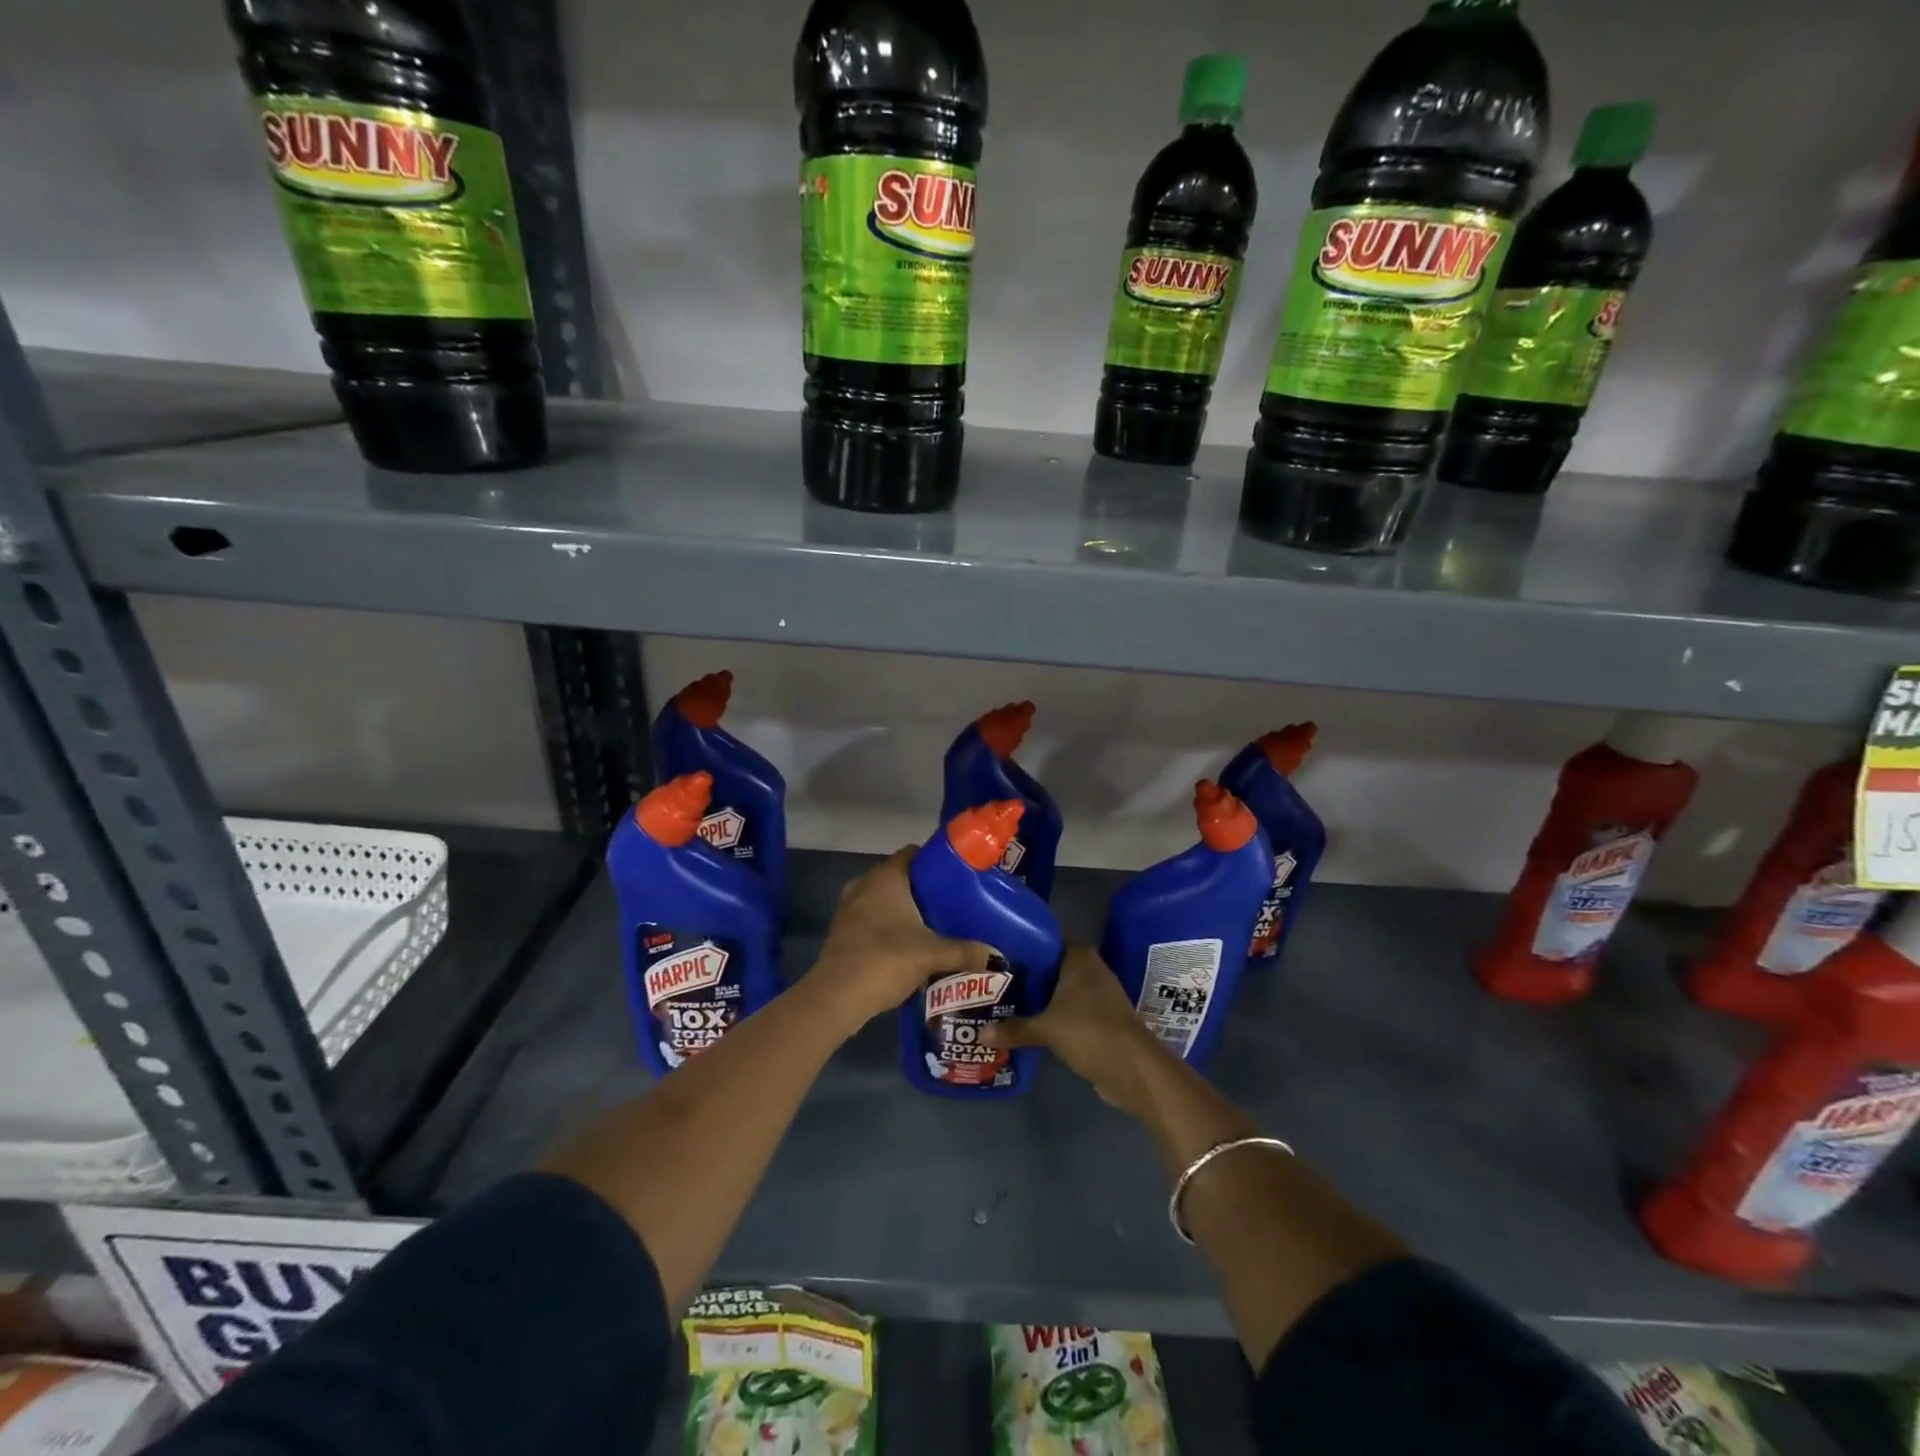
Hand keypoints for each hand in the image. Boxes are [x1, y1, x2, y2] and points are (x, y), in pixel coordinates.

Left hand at [805, 847, 985, 1035]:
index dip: (934, 861)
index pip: (912, 853)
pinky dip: (888, 927)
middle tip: (950, 903)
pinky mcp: (842, 931)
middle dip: (922, 889)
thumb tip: (996, 955)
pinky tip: (908, 945)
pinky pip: (872, 919)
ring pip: (883, 900)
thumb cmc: (886, 959)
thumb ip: (965, 952)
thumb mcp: (932, 955)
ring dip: (904, 910)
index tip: (956, 876)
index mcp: (886, 877)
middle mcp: (864, 884)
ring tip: (932, 925)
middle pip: (899, 877)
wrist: (837, 996)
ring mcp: (849, 908)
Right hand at [985, 944, 1168, 1117]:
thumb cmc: (1090, 1032)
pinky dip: (1051, 1014)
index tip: (997, 948)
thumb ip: (1014, 1028)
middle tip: (992, 975)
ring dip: (1038, 995)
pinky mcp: (1099, 1018)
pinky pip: (1068, 1008)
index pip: (1046, 937)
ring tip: (1003, 998)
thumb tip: (981, 1033)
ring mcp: (1097, 994)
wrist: (1134, 1069)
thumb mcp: (1046, 1029)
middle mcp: (1089, 969)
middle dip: (1025, 971)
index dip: (1023, 941)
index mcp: (1078, 957)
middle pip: (1051, 964)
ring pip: (1059, 988)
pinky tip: (1027, 1021)